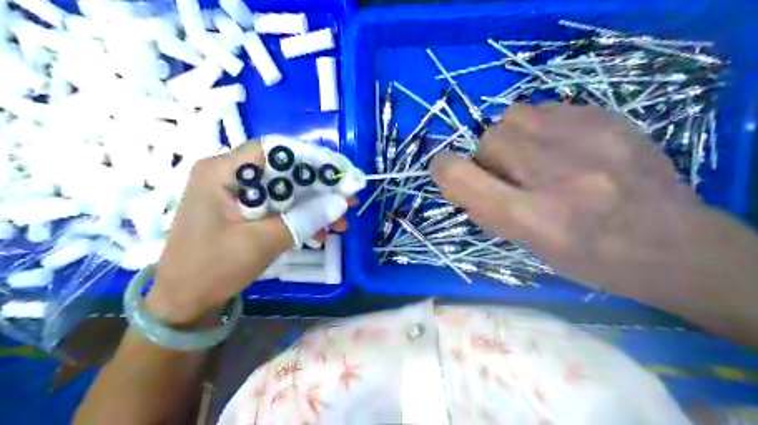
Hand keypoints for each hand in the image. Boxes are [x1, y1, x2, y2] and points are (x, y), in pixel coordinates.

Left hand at [147, 141, 349, 322]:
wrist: (182, 303)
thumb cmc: (213, 269)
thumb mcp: (262, 242)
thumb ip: (303, 219)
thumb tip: (341, 202)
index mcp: (222, 171)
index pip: (274, 149)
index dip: (311, 157)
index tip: (341, 172)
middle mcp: (228, 175)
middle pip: (282, 170)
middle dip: (318, 186)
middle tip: (348, 199)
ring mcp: (235, 194)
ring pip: (283, 190)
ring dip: (313, 204)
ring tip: (341, 221)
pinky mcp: (241, 211)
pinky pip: (276, 206)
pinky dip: (299, 217)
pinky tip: (321, 232)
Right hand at [429, 103, 701, 295]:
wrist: (675, 245)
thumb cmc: (595, 260)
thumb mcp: (534, 249)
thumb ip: (493, 211)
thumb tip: (463, 181)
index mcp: (535, 219)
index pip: (463, 179)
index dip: (444, 170)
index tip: (446, 169)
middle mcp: (557, 175)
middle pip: (490, 139)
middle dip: (489, 158)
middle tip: (511, 175)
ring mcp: (588, 141)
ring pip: (515, 115)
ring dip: (514, 137)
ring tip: (536, 156)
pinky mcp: (610, 119)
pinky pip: (549, 108)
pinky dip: (543, 127)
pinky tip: (565, 146)